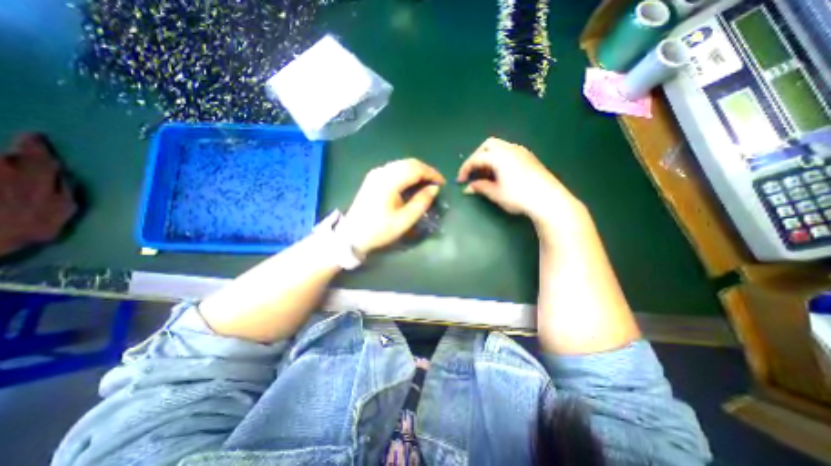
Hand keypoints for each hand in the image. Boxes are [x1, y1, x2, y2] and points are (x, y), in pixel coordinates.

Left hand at [339, 159, 447, 253]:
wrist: (352, 235)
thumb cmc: (380, 230)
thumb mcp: (405, 220)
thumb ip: (421, 202)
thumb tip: (434, 188)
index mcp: (389, 181)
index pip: (416, 168)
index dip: (432, 173)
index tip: (442, 183)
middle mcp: (381, 172)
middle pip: (409, 163)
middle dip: (425, 171)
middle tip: (436, 183)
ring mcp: (375, 174)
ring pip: (401, 164)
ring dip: (416, 171)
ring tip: (426, 183)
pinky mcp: (372, 178)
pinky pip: (394, 169)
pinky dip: (406, 173)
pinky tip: (411, 183)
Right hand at [458, 136, 586, 236]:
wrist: (549, 199)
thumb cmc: (519, 196)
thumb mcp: (496, 193)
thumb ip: (480, 188)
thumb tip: (468, 188)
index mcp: (499, 156)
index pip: (477, 159)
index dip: (466, 169)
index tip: (460, 181)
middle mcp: (510, 149)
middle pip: (488, 145)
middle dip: (477, 157)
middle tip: (473, 172)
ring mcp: (522, 152)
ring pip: (500, 147)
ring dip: (489, 158)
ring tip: (486, 175)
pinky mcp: (529, 158)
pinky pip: (509, 152)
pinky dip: (499, 159)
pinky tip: (500, 173)